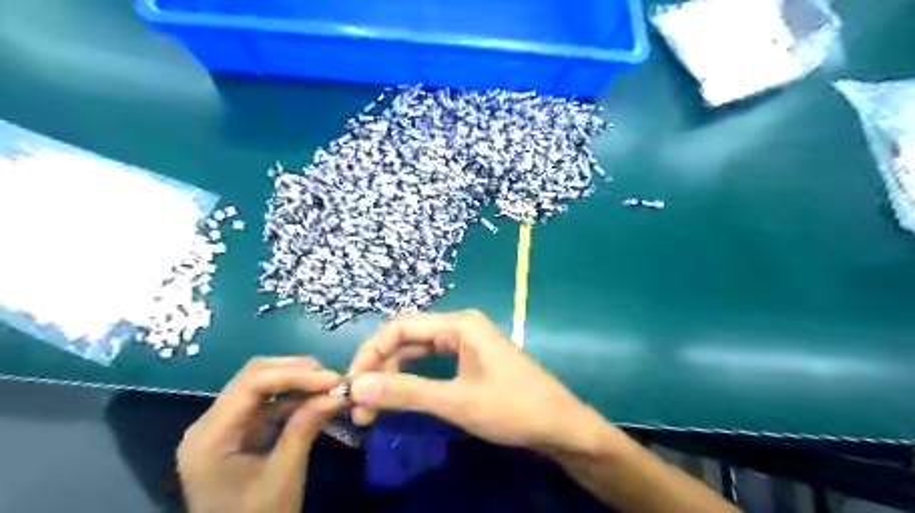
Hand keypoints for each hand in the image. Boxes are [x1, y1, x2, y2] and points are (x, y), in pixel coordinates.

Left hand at [177, 356, 340, 512]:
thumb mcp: (283, 477)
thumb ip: (305, 429)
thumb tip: (337, 393)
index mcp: (209, 437)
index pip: (252, 384)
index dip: (295, 375)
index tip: (333, 379)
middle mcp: (209, 423)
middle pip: (254, 377)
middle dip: (296, 372)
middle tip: (333, 378)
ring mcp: (223, 427)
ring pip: (261, 385)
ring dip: (297, 381)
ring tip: (330, 385)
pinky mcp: (238, 433)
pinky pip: (267, 403)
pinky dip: (293, 398)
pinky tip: (317, 399)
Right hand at [343, 310, 604, 453]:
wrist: (560, 425)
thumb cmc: (512, 408)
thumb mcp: (456, 401)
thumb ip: (406, 393)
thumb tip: (357, 387)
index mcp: (459, 324)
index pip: (400, 327)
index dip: (371, 352)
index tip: (351, 384)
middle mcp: (460, 327)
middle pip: (407, 338)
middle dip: (380, 367)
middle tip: (358, 405)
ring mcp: (467, 344)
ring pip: (418, 353)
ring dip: (393, 376)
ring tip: (372, 408)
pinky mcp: (471, 361)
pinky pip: (432, 364)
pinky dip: (413, 380)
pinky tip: (399, 397)